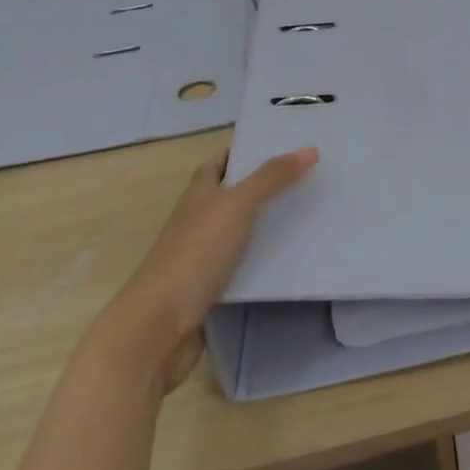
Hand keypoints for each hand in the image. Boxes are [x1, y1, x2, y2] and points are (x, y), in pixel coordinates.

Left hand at [95, 145, 317, 390]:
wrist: (160, 324)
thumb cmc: (196, 252)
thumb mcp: (237, 204)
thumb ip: (272, 177)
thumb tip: (310, 149)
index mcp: (199, 192)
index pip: (221, 161)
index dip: (246, 151)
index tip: (283, 145)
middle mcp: (198, 218)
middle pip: (233, 194)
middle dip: (265, 185)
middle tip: (307, 177)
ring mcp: (202, 253)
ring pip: (240, 229)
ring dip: (267, 221)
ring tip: (308, 211)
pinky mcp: (211, 286)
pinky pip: (243, 262)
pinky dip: (263, 257)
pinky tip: (290, 256)